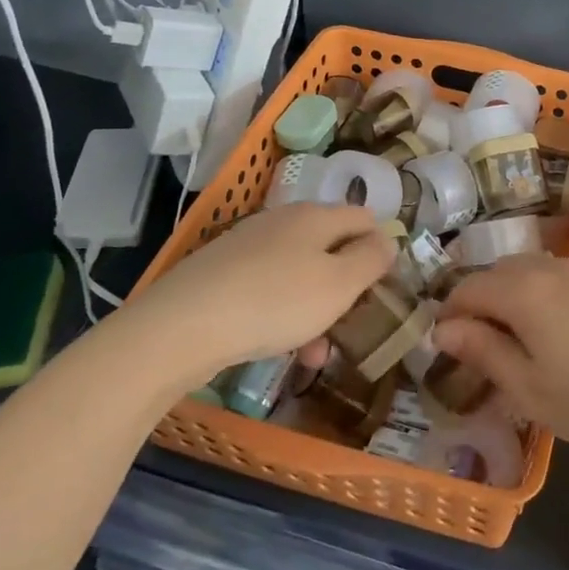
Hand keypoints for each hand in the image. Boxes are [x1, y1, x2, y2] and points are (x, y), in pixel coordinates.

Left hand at [111, 204, 393, 385]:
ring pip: (300, 274)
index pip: (365, 218)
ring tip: (316, 354)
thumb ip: (371, 259)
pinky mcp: (222, 272)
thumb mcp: (339, 284)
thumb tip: (386, 240)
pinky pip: (269, 289)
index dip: (381, 249)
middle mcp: (283, 221)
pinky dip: (283, 315)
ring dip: (317, 310)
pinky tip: (279, 347)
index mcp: (316, 215)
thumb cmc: (276, 302)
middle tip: (352, 326)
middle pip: (331, 248)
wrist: (182, 326)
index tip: (385, 288)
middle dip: (346, 288)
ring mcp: (248, 246)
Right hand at [435, 255, 568, 455]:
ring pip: (529, 271)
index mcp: (522, 291)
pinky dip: (541, 294)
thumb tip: (443, 329)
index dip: (449, 315)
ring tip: (517, 340)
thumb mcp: (529, 388)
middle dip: (479, 303)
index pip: (468, 289)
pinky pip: (558, 277)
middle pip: (497, 273)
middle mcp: (548, 268)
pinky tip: (557, 332)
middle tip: (480, 347)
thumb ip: (483, 352)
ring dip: (510, 296)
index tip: (445, 347)